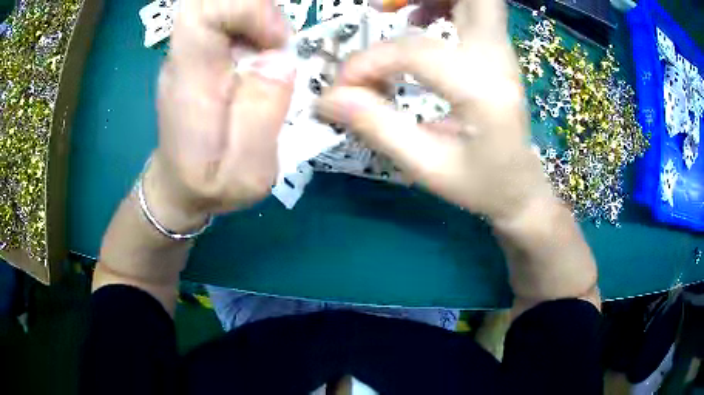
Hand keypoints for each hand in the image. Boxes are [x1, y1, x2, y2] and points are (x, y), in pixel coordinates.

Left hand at [152, 0, 295, 229]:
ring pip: (220, 4)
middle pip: (210, 0)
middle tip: (280, 41)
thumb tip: (282, 59)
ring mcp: (191, 52)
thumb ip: (263, 116)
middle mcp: (185, 57)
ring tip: (275, 49)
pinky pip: (225, 17)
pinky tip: (264, 51)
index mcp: (190, 81)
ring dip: (259, 15)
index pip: (203, 13)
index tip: (279, 41)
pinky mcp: (201, 53)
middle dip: (257, 7)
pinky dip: (253, 22)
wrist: (178, 185)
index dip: (248, 8)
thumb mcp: (246, 173)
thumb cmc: (210, 186)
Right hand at [317, 0, 552, 222]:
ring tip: (394, 10)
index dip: (370, 61)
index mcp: (482, 90)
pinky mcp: (497, 53)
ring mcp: (502, 52)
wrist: (520, 187)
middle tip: (383, 9)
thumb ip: (376, 126)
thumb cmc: (480, 183)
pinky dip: (443, 3)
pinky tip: (419, 18)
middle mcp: (498, 60)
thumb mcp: (426, 166)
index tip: (345, 86)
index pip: (417, 52)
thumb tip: (328, 99)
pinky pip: (474, 10)